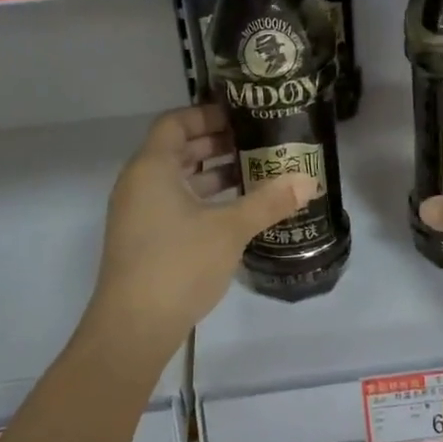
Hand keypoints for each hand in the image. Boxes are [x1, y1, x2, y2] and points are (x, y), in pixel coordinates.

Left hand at [85, 106, 317, 358]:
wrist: (134, 326)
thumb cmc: (179, 263)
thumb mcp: (230, 229)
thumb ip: (269, 202)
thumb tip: (308, 181)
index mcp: (152, 167)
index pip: (175, 123)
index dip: (206, 115)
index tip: (240, 117)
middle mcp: (139, 184)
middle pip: (176, 150)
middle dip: (215, 145)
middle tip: (255, 143)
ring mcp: (137, 214)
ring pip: (176, 180)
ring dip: (211, 175)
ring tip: (252, 175)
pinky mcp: (143, 240)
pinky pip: (173, 204)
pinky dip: (201, 200)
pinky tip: (234, 213)